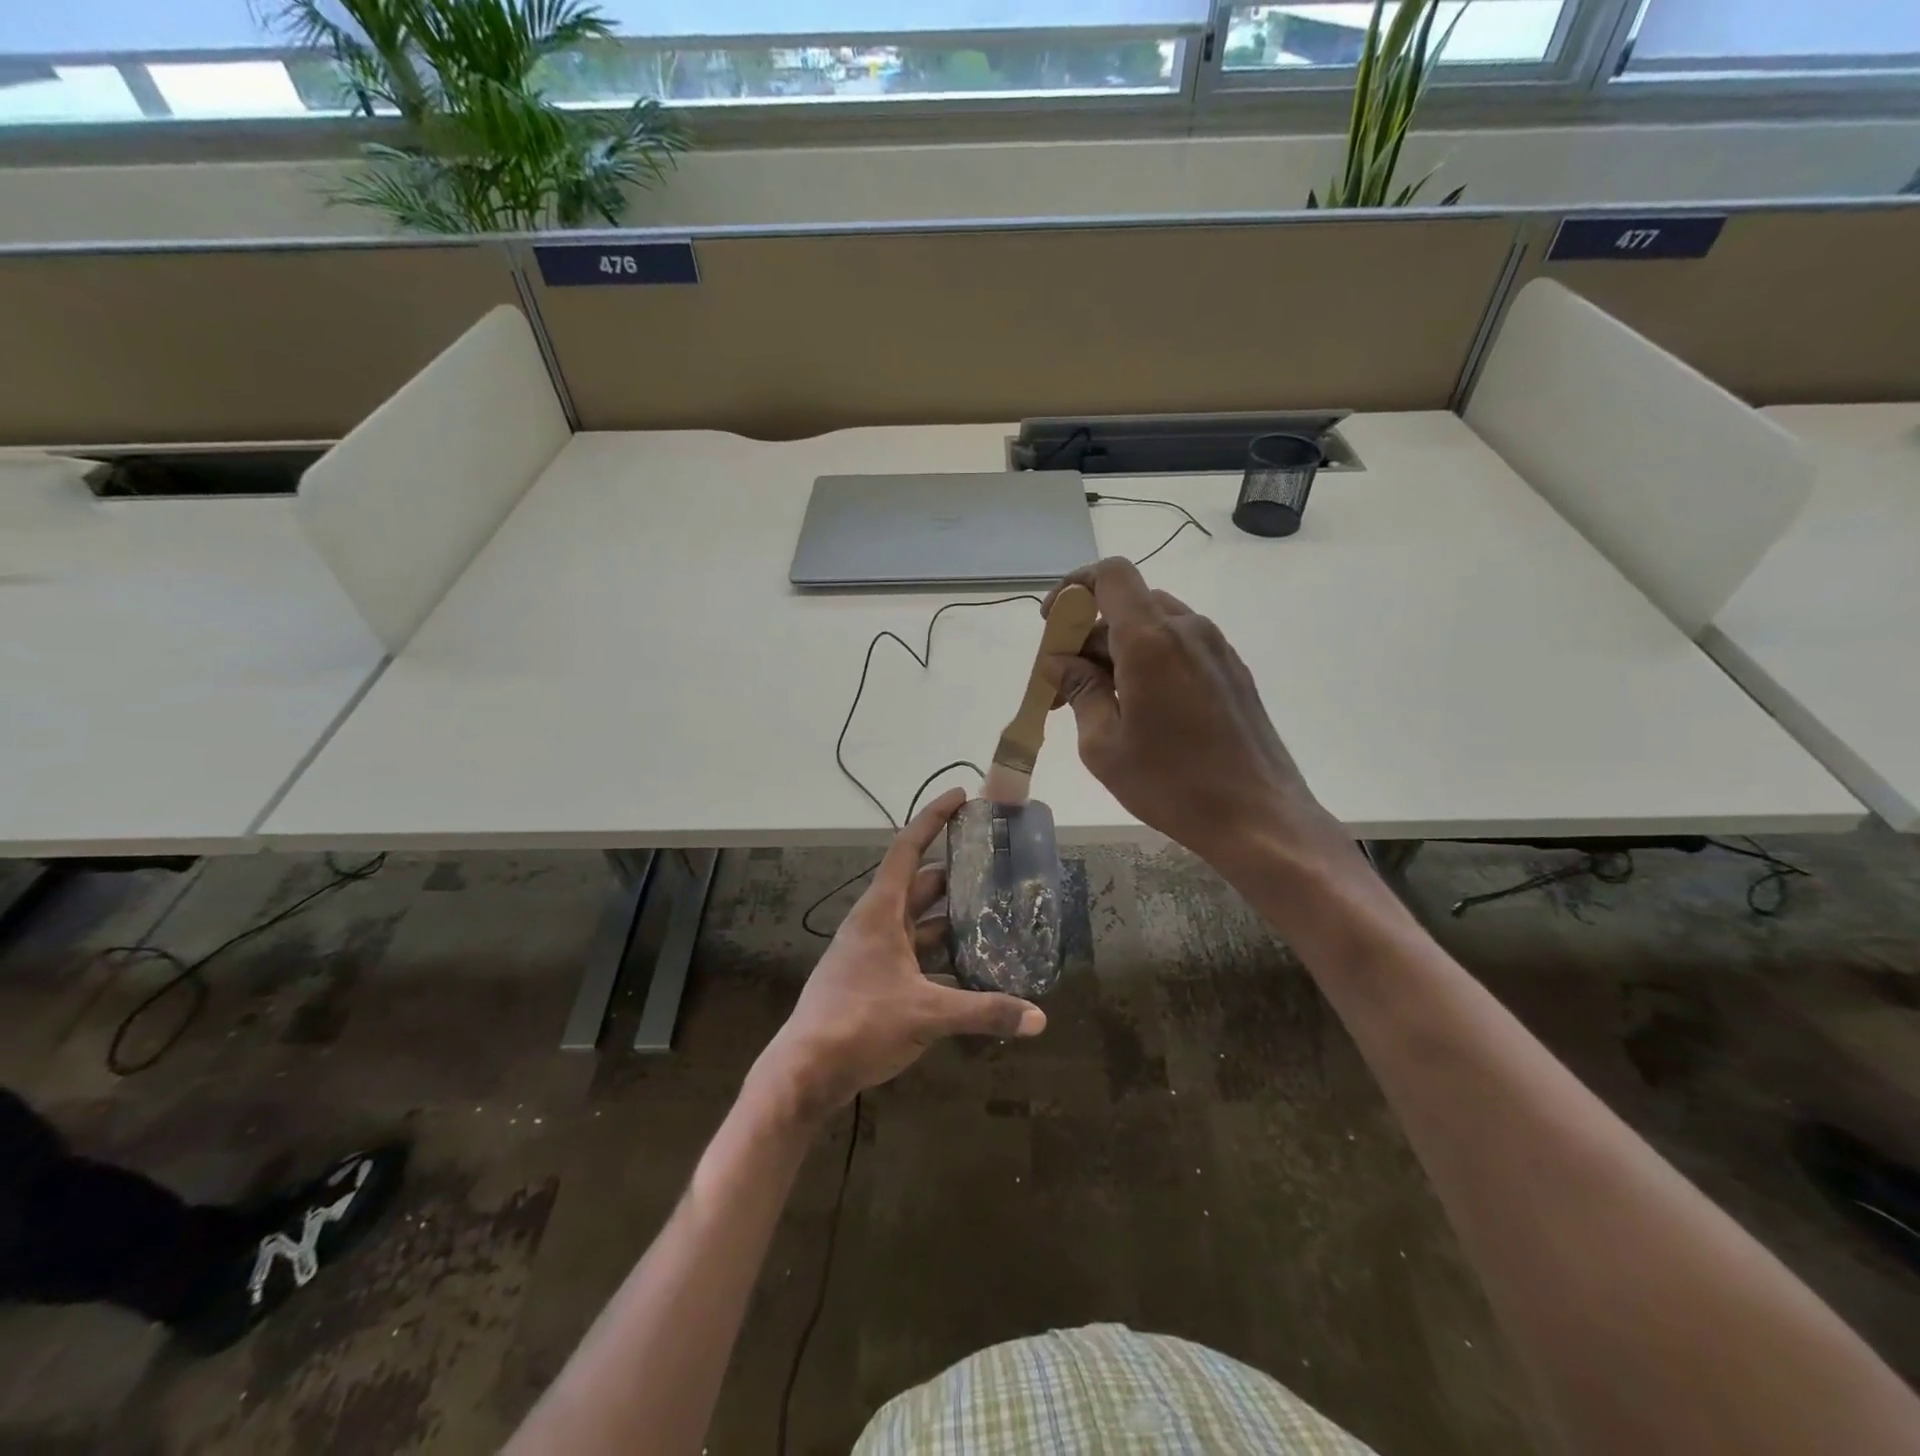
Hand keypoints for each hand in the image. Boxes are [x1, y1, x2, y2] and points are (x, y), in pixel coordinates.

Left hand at [750, 789, 1045, 1122]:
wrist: (804, 1071)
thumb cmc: (859, 1024)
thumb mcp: (927, 1015)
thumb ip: (984, 1012)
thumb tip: (1039, 1018)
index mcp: (881, 911)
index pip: (909, 848)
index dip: (934, 818)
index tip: (961, 797)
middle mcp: (875, 923)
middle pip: (920, 885)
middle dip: (956, 874)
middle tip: (996, 867)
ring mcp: (872, 952)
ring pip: (918, 922)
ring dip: (951, 919)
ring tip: (994, 916)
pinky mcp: (873, 979)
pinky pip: (914, 954)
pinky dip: (940, 955)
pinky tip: (970, 969)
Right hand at [1040, 557, 1337, 865]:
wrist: (1259, 817)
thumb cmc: (1172, 784)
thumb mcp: (1104, 744)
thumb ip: (1079, 690)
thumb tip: (1061, 662)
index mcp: (1151, 640)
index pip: (1110, 575)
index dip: (1074, 587)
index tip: (1053, 625)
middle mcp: (1187, 629)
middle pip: (1127, 605)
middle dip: (1088, 636)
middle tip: (1064, 687)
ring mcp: (1216, 648)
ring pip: (1154, 626)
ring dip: (1118, 651)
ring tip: (1099, 703)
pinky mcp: (1232, 671)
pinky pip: (1180, 647)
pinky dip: (1149, 662)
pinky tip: (1141, 710)